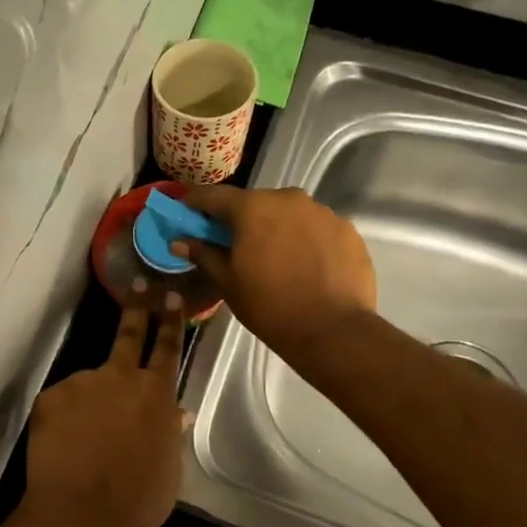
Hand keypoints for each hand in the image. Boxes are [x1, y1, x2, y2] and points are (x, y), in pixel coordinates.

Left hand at [21, 305, 184, 526]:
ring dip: (89, 404)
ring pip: (89, 386)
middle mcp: (120, 378)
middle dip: (137, 309)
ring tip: (84, 444)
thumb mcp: (169, 470)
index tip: (172, 296)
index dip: (172, 321)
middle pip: (129, 335)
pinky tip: (63, 449)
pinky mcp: (50, 396)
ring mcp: (82, 383)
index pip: (168, 348)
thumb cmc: (138, 499)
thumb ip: (169, 434)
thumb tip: (174, 415)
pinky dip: (63, 422)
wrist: (82, 513)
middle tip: (138, 288)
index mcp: (156, 394)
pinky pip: (61, 405)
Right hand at [173, 186, 376, 361]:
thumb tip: (179, 241)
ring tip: (275, 259)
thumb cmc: (269, 306)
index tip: (186, 214)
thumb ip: (203, 254)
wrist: (332, 330)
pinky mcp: (347, 229)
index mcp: (252, 207)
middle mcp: (288, 198)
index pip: (213, 196)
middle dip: (241, 220)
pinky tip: (305, 266)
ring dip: (276, 228)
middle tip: (234, 245)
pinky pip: (316, 228)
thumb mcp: (227, 282)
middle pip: (255, 202)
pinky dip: (305, 240)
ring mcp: (322, 211)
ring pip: (288, 214)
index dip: (195, 204)